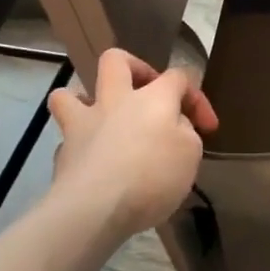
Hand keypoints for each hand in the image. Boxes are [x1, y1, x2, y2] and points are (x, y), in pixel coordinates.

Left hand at [47, 48, 219, 239]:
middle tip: (146, 92)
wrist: (95, 210)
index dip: (196, 98)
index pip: (179, 76)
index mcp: (153, 97)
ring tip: (100, 118)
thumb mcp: (191, 153)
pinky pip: (67, 139)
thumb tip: (172, 127)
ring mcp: (82, 125)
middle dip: (133, 67)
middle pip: (116, 60)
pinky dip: (79, 147)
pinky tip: (93, 163)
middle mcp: (115, 100)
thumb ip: (184, 132)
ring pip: (69, 94)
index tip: (208, 128)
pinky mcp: (61, 155)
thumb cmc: (153, 176)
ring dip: (84, 99)